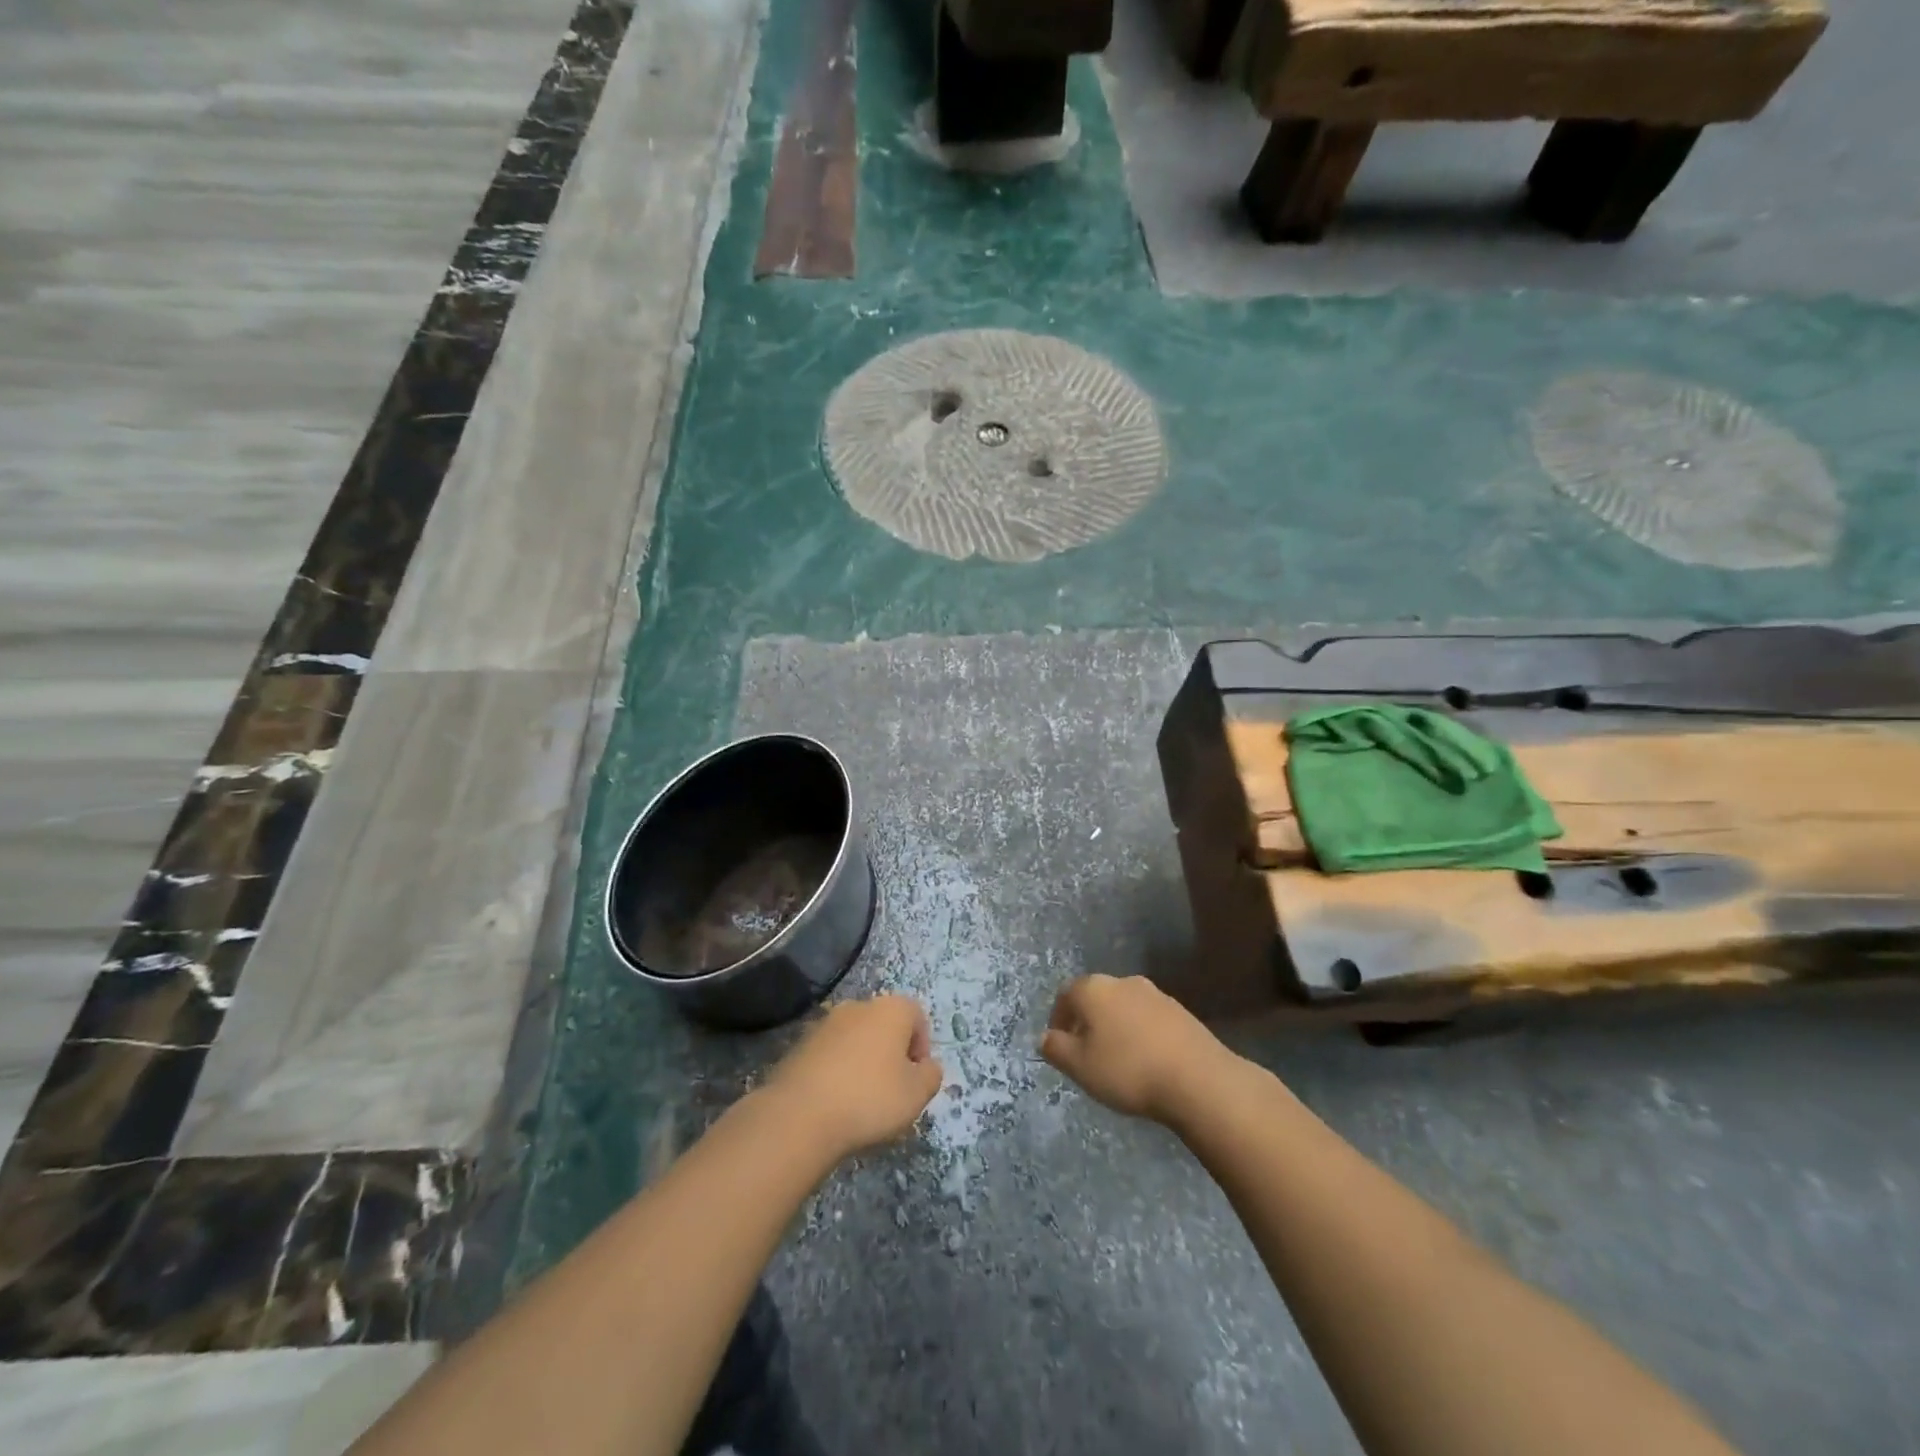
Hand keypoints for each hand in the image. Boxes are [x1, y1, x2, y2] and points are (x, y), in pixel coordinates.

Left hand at [764, 994, 943, 1159]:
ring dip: (863, 1060)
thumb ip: (931, 1076)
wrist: (800, 1114)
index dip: (922, 1046)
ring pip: (856, 1038)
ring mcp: (825, 1022)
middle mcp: (858, 1005)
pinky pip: (831, 1053)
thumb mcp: (916, 1094)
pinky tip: (835, 1100)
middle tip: (892, 1090)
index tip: (916, 1078)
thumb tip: (927, 1066)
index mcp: (891, 1009)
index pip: (917, 1016)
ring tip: (861, 1099)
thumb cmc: (870, 1098)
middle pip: (885, 1024)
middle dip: (892, 1052)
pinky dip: (837, 1070)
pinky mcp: (800, 1043)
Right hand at [1041, 974, 1236, 1125]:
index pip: (1065, 994)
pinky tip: (1146, 1060)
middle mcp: (1122, 981)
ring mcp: (1155, 993)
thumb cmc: (1128, 1070)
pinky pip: (1148, 1018)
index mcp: (1094, 988)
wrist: (1197, 1078)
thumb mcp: (1080, 1067)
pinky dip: (1140, 1033)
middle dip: (1087, 1021)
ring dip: (1115, 1026)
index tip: (1059, 1043)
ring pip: (1123, 1006)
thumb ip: (1056, 1049)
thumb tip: (1045, 1037)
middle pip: (1095, 997)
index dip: (1058, 1018)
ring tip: (1117, 1059)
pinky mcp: (1180, 1011)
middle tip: (1086, 1053)